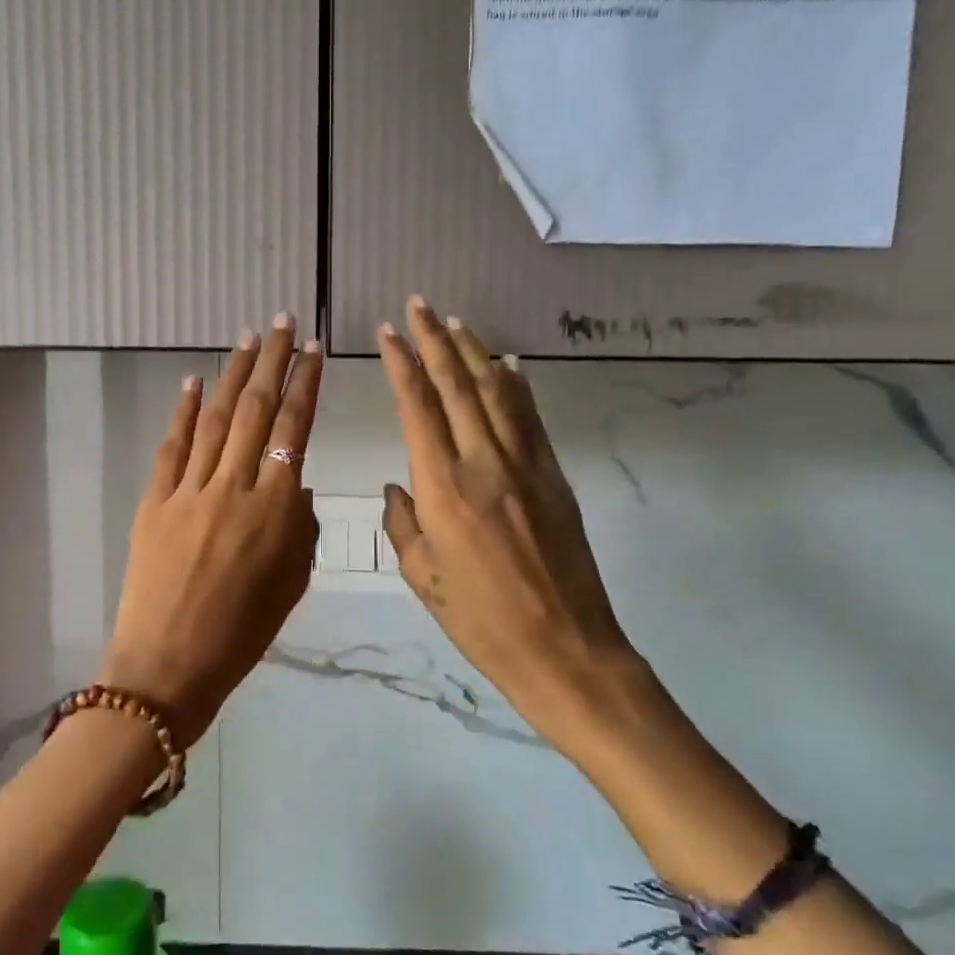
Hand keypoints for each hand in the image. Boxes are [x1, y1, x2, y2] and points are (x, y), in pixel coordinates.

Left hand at [105, 316, 323, 744]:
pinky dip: (183, 411)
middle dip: (272, 362)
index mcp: (276, 510)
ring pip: (216, 418)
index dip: (305, 386)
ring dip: (232, 374)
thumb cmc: (241, 635)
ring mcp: (190, 490)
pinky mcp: (154, 500)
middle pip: (256, 410)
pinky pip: (173, 447)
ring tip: (248, 339)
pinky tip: (193, 381)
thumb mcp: (292, 585)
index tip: (312, 352)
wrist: (167, 667)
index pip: (295, 430)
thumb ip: (300, 527)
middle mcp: (235, 487)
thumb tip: (294, 485)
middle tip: (281, 324)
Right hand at [378, 298, 643, 751]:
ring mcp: (526, 466)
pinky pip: (531, 418)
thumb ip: (403, 524)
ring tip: (455, 323)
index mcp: (443, 489)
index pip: (418, 408)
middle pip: (457, 386)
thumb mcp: (423, 578)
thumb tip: (398, 487)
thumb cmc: (482, 622)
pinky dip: (516, 386)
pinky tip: (508, 366)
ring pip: (496, 392)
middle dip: (434, 341)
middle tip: (419, 305)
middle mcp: (484, 463)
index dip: (403, 364)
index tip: (389, 333)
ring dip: (474, 352)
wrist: (565, 648)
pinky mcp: (555, 476)